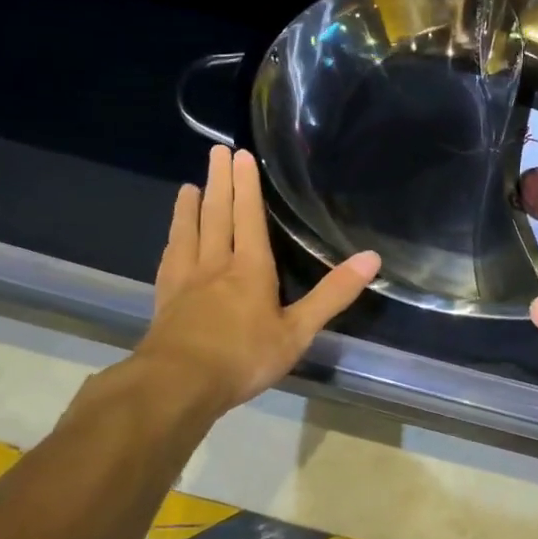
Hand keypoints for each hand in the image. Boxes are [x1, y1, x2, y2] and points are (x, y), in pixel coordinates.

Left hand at [109, 146, 380, 427]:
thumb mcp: (298, 331)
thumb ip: (333, 294)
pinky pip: (170, 260)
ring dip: (189, 208)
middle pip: (216, 215)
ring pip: (188, 234)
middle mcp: (215, 265)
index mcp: (250, 268)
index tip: (240, 155)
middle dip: (219, 183)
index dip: (246, 186)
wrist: (177, 386)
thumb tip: (372, 258)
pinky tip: (172, 241)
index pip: (248, 217)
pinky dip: (173, 242)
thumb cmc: (244, 357)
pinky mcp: (165, 301)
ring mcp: (186, 282)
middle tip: (216, 152)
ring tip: (189, 186)